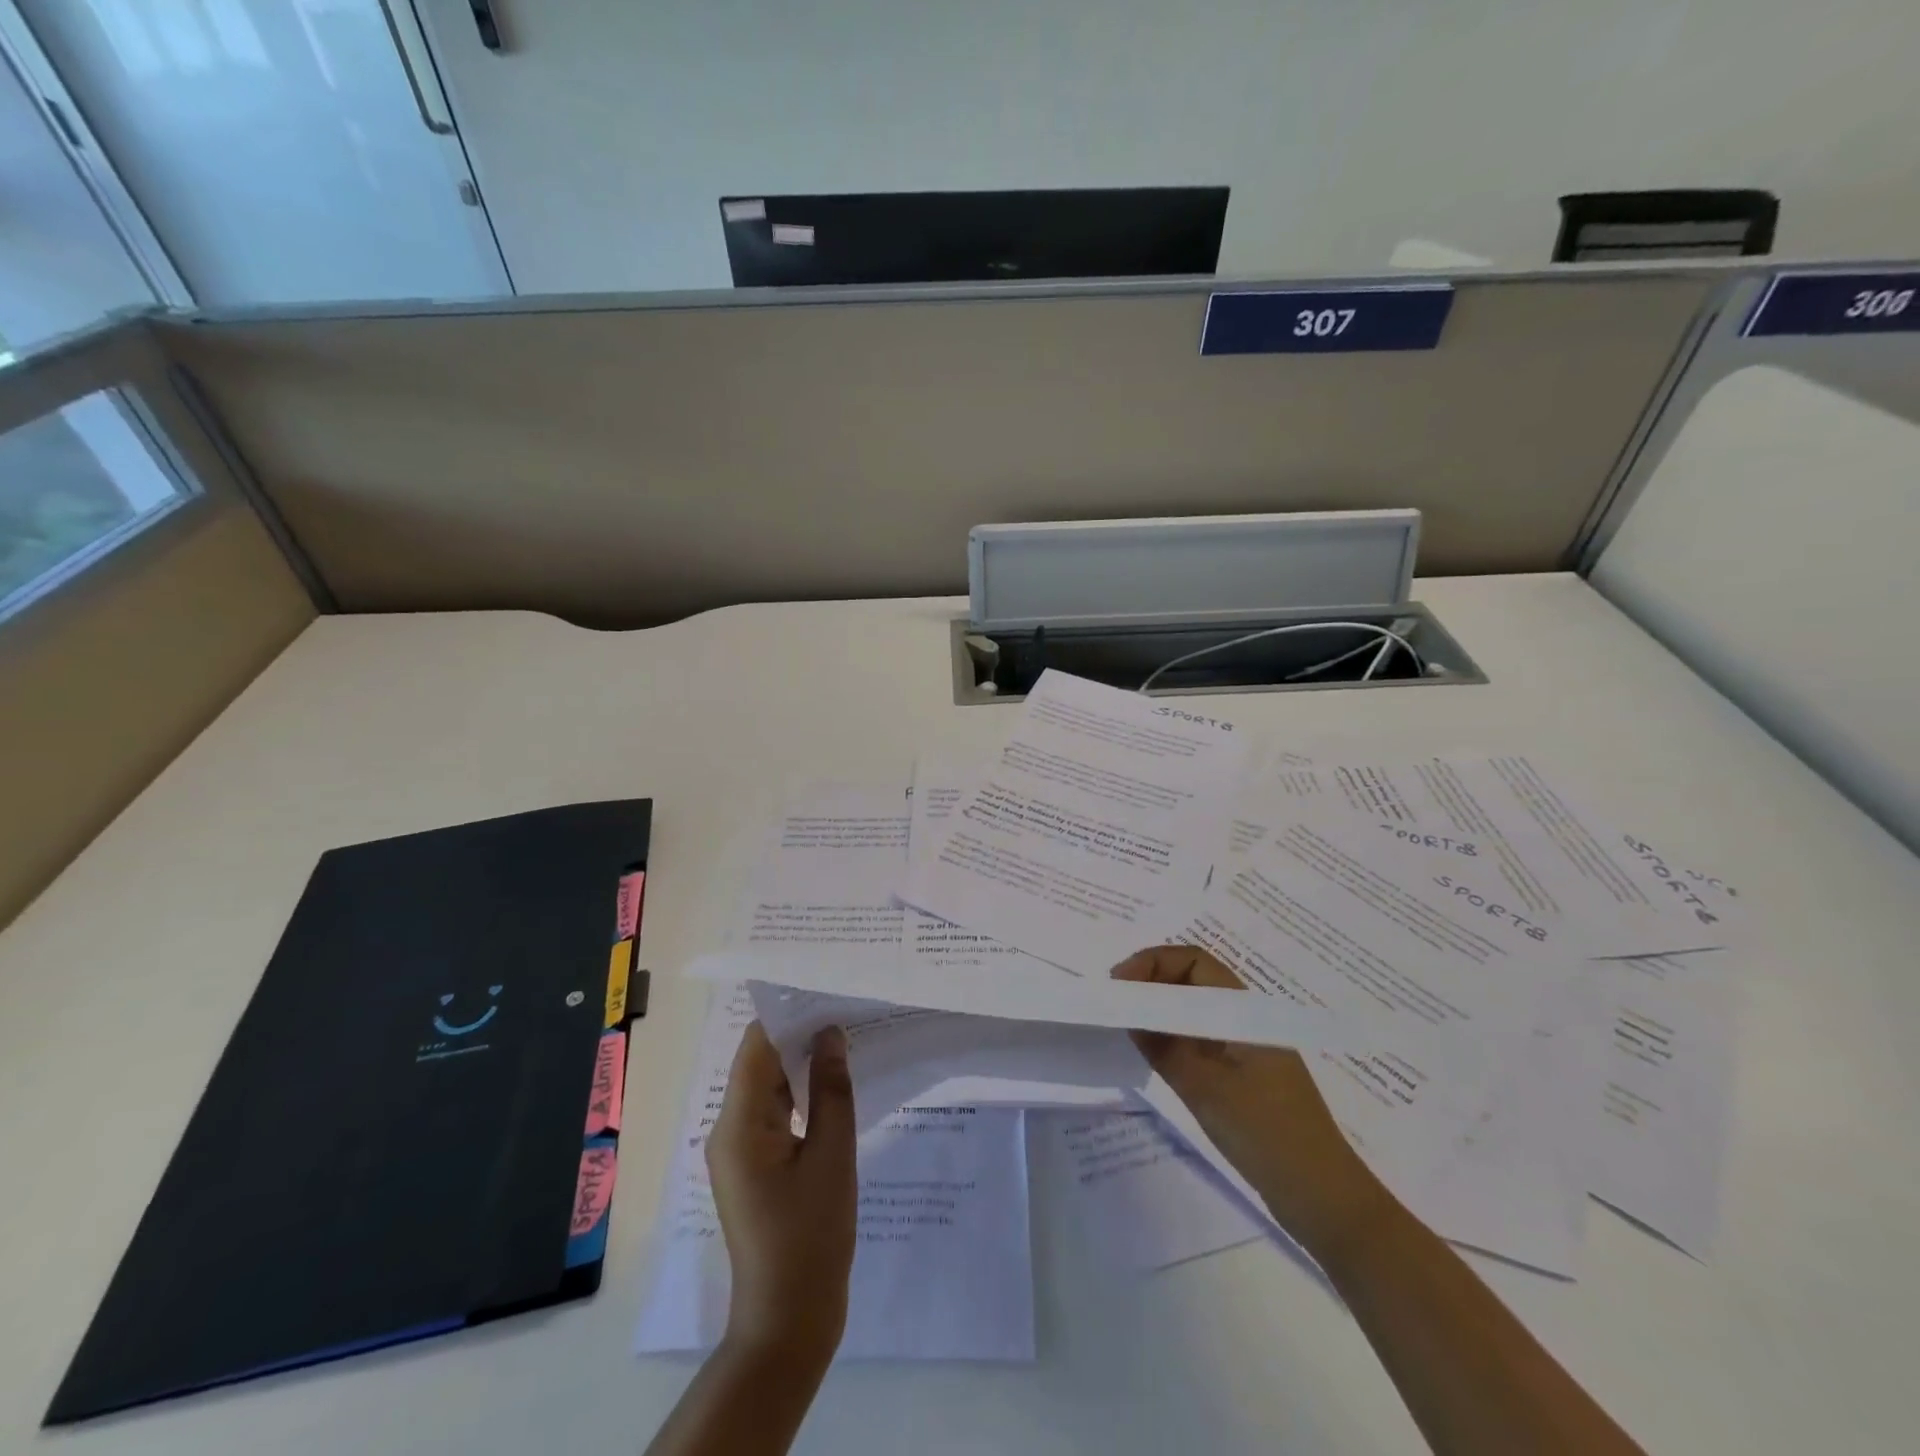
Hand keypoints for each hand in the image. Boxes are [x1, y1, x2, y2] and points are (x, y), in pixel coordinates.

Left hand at [707, 1022, 856, 1363]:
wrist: (788, 1320)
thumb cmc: (811, 1236)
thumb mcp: (832, 1156)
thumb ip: (831, 1089)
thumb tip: (831, 1034)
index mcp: (739, 1123)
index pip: (757, 1045)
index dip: (790, 1014)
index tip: (829, 991)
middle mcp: (728, 1129)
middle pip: (761, 1063)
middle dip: (801, 1036)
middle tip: (847, 1009)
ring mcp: (739, 1150)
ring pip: (769, 1087)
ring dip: (803, 1064)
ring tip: (847, 1037)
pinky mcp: (753, 1166)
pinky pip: (774, 1113)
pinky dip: (801, 1095)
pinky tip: (834, 1084)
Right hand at [1111, 945, 1389, 1257]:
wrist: (1323, 1199)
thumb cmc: (1266, 1135)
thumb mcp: (1206, 1088)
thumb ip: (1164, 1046)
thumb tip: (1129, 1013)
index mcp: (1246, 1013)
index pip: (1194, 961)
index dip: (1153, 963)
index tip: (1119, 984)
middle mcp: (1246, 1021)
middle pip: (1193, 980)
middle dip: (1151, 981)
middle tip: (1115, 1002)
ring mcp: (1245, 1049)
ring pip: (1194, 1010)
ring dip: (1160, 1009)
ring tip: (1125, 1023)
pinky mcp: (1242, 1076)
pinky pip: (1199, 1039)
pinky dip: (1172, 1036)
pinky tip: (1151, 1052)